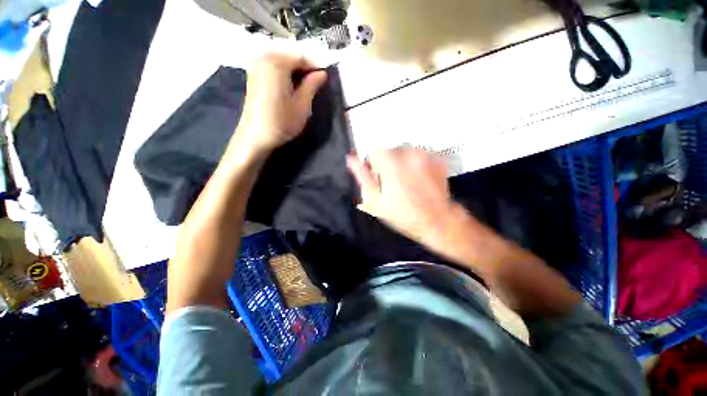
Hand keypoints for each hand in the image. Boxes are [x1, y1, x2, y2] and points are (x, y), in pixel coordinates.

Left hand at [236, 53, 326, 152]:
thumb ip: (312, 85)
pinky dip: (285, 75)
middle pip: (291, 58)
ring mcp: (256, 66)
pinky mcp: (253, 76)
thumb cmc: (282, 122)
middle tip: (316, 86)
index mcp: (277, 62)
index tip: (326, 79)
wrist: (255, 137)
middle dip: (305, 70)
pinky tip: (291, 89)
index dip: (316, 67)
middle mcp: (264, 58)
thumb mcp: (302, 105)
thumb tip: (322, 73)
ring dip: (295, 73)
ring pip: (282, 63)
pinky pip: (273, 68)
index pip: (302, 57)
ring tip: (305, 89)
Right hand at [347, 148, 457, 243]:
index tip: (377, 176)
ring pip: (406, 152)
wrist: (436, 221)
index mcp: (391, 163)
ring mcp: (426, 156)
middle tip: (392, 182)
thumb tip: (351, 159)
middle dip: (388, 163)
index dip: (373, 164)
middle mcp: (409, 154)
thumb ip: (362, 177)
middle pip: (391, 151)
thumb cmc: (403, 214)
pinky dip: (416, 165)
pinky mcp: (437, 160)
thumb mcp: (376, 200)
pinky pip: (420, 157)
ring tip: (406, 182)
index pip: (375, 152)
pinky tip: (418, 180)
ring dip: (402, 163)